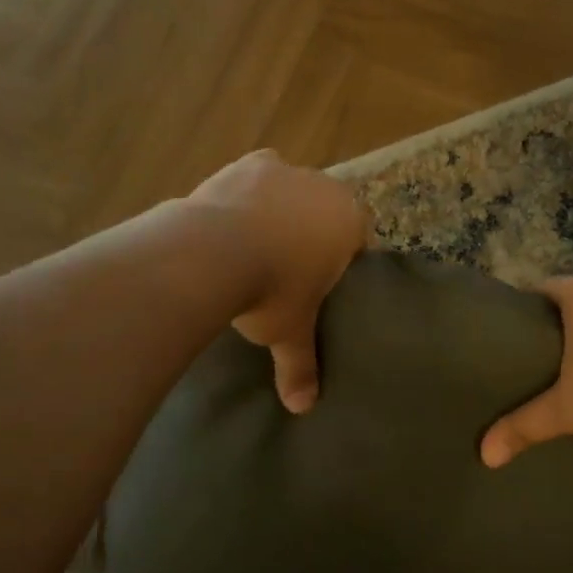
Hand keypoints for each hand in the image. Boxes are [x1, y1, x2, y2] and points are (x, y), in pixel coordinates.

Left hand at [187, 150, 369, 412]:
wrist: (212, 252)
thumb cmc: (271, 291)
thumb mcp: (289, 331)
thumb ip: (300, 366)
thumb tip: (303, 408)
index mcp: (349, 220)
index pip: (360, 237)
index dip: (345, 258)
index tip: (325, 281)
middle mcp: (325, 187)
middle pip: (327, 209)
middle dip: (312, 231)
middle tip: (289, 267)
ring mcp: (285, 170)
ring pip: (292, 190)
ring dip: (280, 210)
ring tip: (254, 245)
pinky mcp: (246, 164)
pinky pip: (256, 177)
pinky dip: (249, 194)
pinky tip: (231, 220)